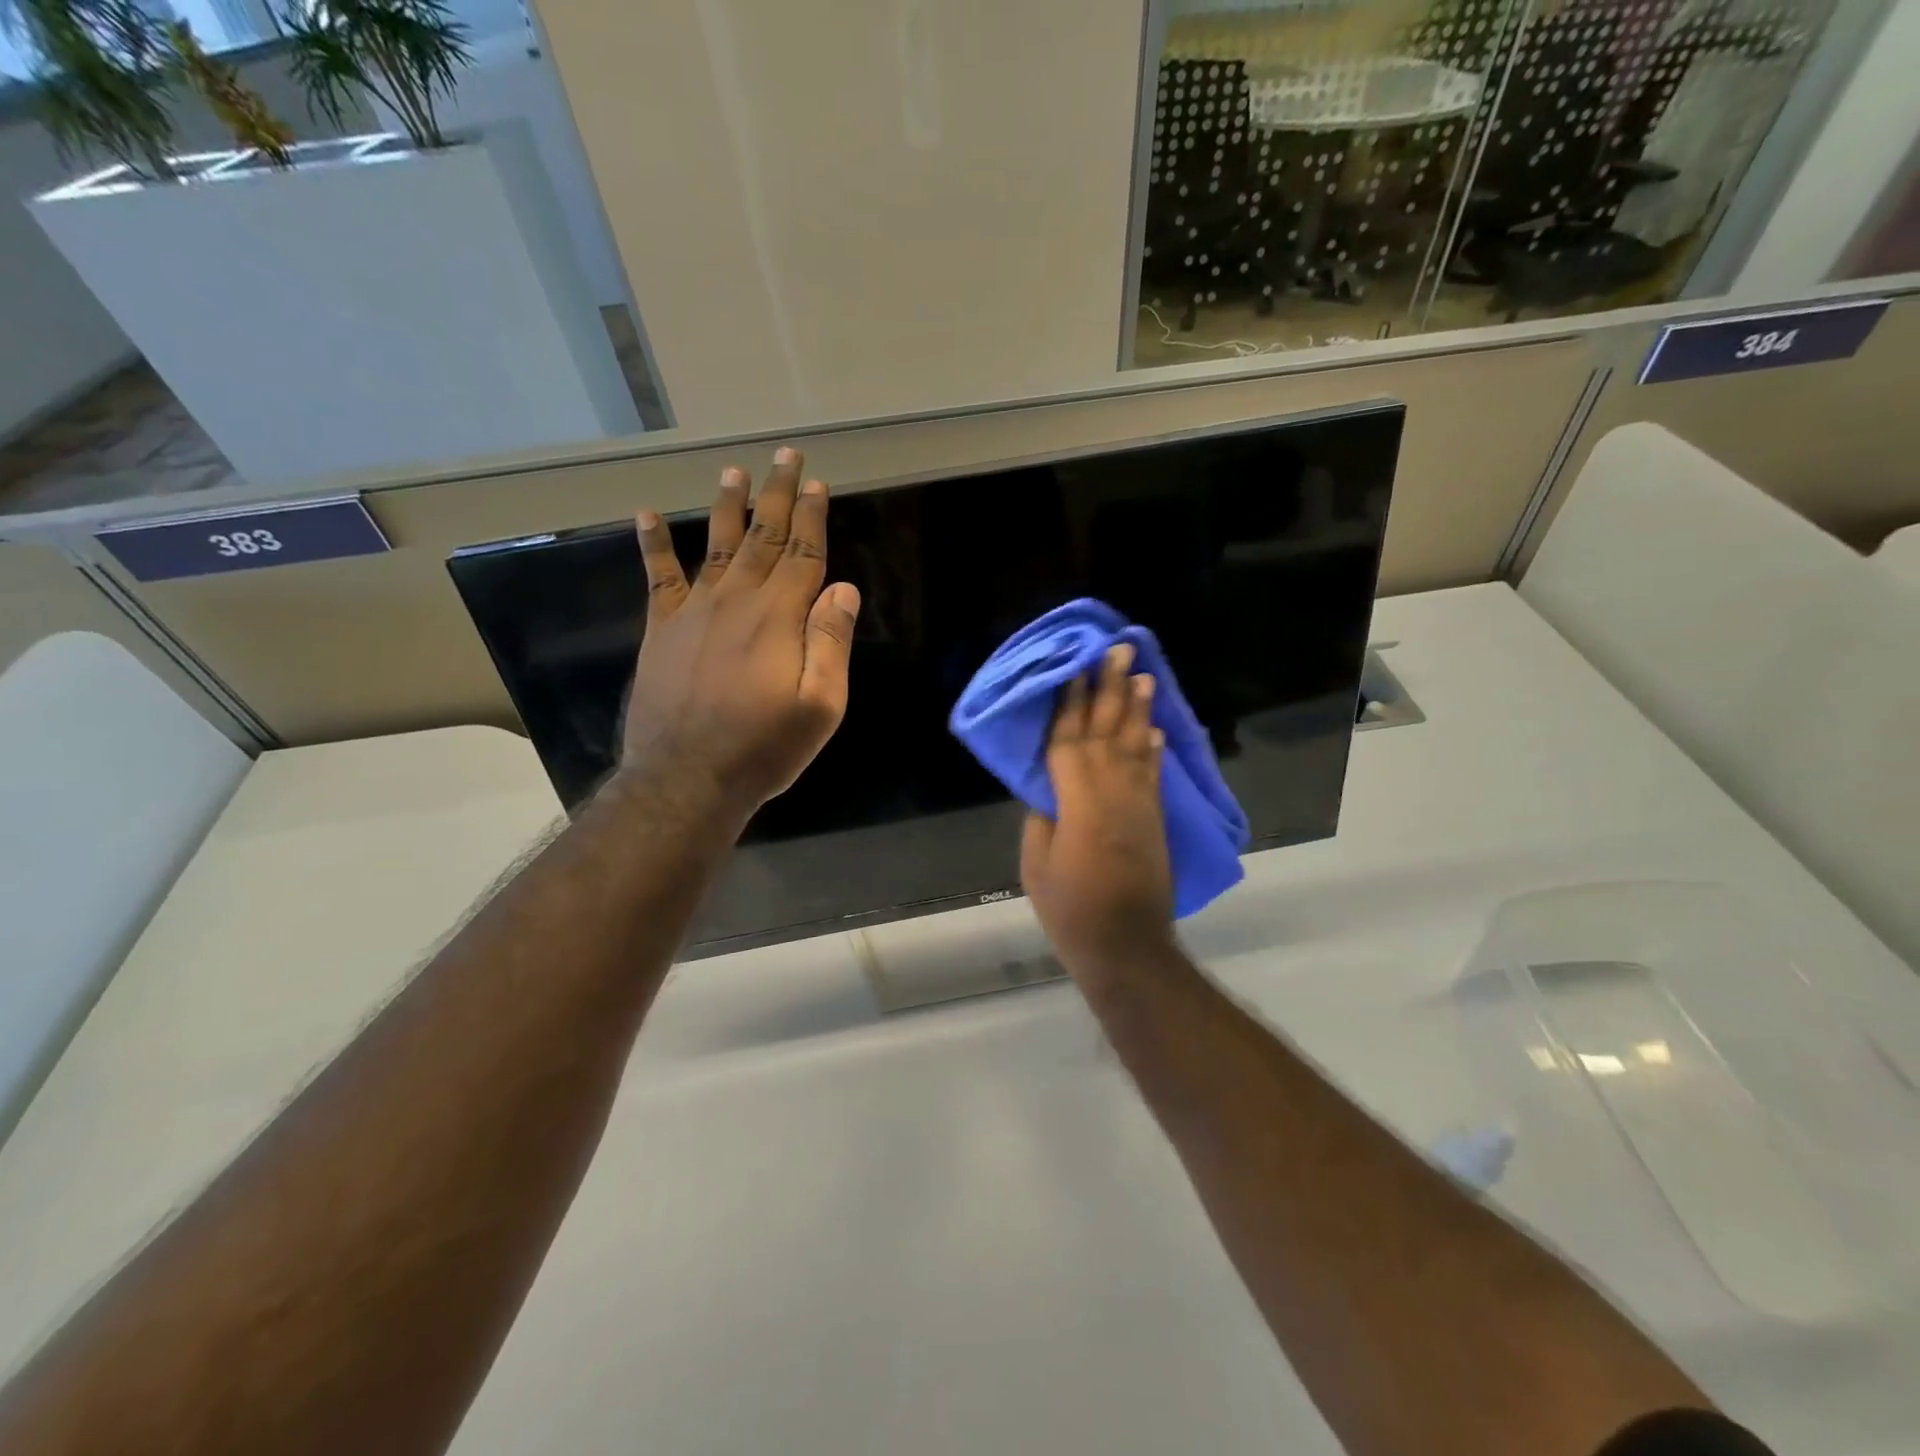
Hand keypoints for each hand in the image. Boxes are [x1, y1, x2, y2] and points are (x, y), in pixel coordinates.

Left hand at [621, 447, 859, 818]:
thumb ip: (831, 644)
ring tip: (734, 471)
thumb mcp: (821, 706)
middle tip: (785, 456)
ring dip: (728, 506)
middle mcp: (737, 601)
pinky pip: (658, 577)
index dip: (813, 517)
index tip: (818, 485)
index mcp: (780, 618)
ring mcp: (694, 611)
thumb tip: (844, 589)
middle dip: (777, 494)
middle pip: (763, 536)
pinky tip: (647, 515)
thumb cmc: (764, 747)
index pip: (803, 554)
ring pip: (716, 545)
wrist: (686, 777)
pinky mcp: (662, 629)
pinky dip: (653, 544)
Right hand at [1021, 643, 1178, 983]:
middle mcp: (1112, 790)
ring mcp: (1139, 803)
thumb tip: (1050, 790)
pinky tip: (1155, 728)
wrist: (1126, 944)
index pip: (1070, 740)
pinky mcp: (1155, 818)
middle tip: (1118, 650)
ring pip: (1136, 743)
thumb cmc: (1070, 908)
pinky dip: (1154, 747)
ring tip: (1141, 674)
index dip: (1071, 703)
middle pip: (1108, 730)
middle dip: (1110, 688)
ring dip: (1138, 708)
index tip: (1075, 668)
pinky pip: (1153, 772)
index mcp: (1077, 799)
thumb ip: (1043, 817)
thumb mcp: (1037, 863)